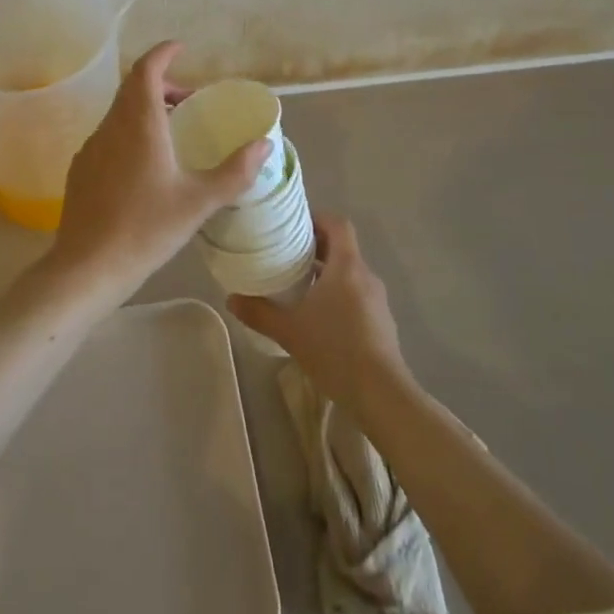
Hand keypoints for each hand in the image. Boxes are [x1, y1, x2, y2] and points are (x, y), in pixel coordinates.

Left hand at [48, 41, 271, 311]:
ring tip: (172, 132)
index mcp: (139, 124)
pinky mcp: (81, 169)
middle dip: (160, 83)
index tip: (181, 49)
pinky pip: (109, 135)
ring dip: (145, 109)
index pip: (146, 69)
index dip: (163, 53)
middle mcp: (111, 126)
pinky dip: (130, 132)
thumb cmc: (146, 228)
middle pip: (133, 88)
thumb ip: (235, 171)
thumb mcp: (199, 202)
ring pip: (119, 112)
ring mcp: (91, 147)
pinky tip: (145, 165)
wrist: (87, 267)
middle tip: (188, 99)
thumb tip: (264, 145)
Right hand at [229, 214, 408, 408]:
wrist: (382, 395)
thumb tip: (231, 298)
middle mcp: (365, 275)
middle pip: (342, 247)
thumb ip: (259, 312)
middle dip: (316, 247)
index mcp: (347, 266)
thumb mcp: (289, 331)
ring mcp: (377, 300)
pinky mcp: (382, 322)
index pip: (337, 224)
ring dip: (327, 273)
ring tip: (299, 286)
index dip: (317, 218)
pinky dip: (339, 295)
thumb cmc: (335, 350)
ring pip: (350, 273)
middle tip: (287, 255)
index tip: (293, 226)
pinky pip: (357, 295)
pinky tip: (320, 318)